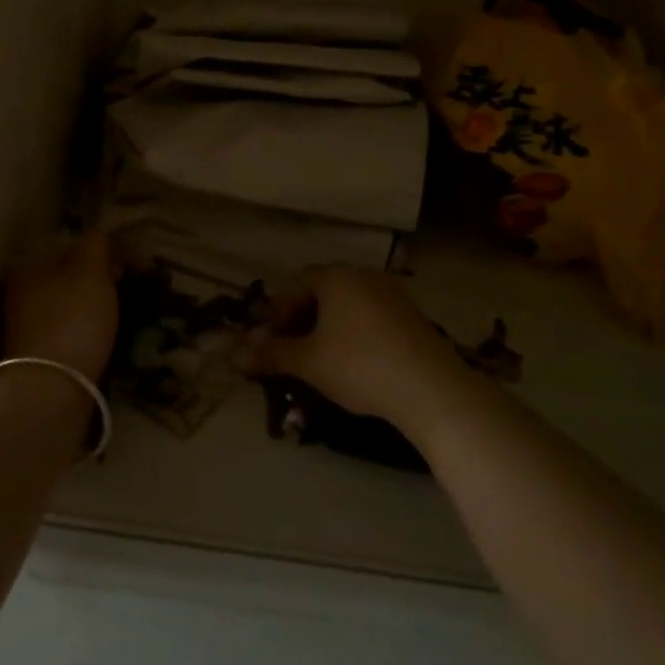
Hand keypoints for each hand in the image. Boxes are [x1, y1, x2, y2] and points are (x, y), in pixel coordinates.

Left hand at [1, 231, 119, 382]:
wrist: (50, 390)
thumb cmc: (72, 319)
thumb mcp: (90, 270)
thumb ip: (96, 243)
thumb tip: (101, 235)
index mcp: (30, 267)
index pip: (74, 247)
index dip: (108, 252)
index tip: (135, 268)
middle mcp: (22, 294)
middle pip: (71, 276)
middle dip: (102, 280)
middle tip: (130, 291)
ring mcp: (28, 328)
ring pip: (71, 304)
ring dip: (95, 306)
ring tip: (121, 316)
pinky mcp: (39, 357)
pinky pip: (70, 331)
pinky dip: (88, 331)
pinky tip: (103, 339)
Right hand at [235, 266, 472, 435]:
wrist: (431, 389)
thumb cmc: (360, 365)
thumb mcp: (308, 362)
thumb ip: (270, 354)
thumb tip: (233, 354)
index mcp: (336, 277)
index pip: (297, 284)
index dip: (280, 312)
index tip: (274, 341)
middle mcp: (364, 275)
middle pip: (323, 292)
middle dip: (303, 320)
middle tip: (294, 351)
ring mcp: (392, 294)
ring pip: (348, 306)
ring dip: (329, 328)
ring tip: (323, 360)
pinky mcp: (413, 316)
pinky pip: (372, 317)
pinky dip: (356, 334)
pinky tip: (357, 364)